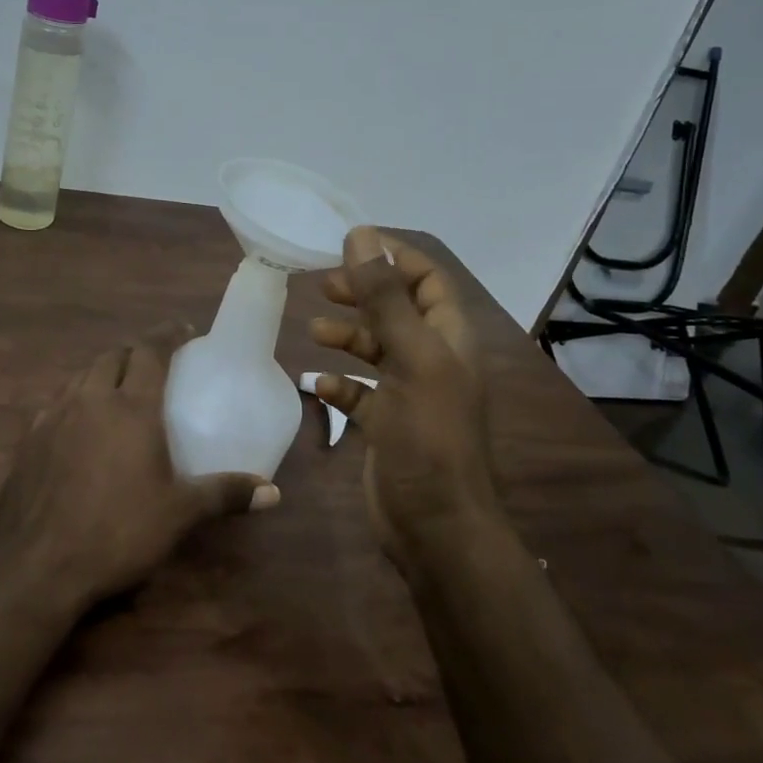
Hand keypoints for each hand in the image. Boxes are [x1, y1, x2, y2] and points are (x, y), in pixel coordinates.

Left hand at [0, 323, 264, 608]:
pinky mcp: (28, 441)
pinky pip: (56, 403)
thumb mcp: (179, 514)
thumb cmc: (118, 533)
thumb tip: (272, 492)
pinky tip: (79, 426)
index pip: (150, 351)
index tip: (184, 330)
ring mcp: (53, 417)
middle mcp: (90, 400)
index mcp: (131, 407)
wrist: (37, 568)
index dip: (168, 335)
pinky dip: (75, 399)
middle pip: (112, 356)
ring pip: (80, 376)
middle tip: (154, 364)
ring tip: (117, 388)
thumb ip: (225, 494)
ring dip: (102, 372)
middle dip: (134, 352)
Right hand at [310, 227, 503, 570]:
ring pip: (375, 349)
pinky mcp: (386, 424)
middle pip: (396, 310)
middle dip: (363, 293)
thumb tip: (361, 236)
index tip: (349, 243)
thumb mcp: (410, 359)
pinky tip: (316, 384)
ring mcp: (408, 394)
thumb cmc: (428, 437)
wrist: (434, 526)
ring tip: (314, 331)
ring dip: (347, 336)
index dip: (393, 257)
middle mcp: (431, 360)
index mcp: (447, 339)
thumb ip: (385, 298)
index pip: (426, 279)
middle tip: (324, 284)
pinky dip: (338, 383)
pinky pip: (359, 392)